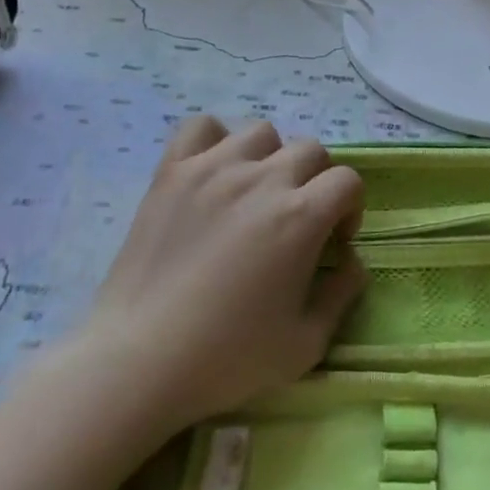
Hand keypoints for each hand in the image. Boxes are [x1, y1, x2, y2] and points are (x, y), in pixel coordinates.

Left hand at [64, 117, 367, 441]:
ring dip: (270, 158)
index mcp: (302, 216)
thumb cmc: (228, 358)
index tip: (333, 241)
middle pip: (310, 150)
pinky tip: (213, 173)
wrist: (138, 362)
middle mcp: (263, 179)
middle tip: (297, 220)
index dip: (350, 208)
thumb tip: (351, 260)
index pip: (348, 180)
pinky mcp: (172, 173)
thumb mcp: (307, 342)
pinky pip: (200, 127)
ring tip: (253, 194)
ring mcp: (213, 170)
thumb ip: (343, 293)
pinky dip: (214, 141)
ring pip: (261, 133)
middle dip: (316, 182)